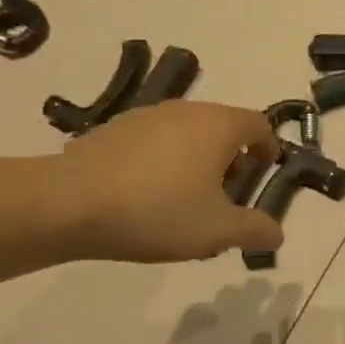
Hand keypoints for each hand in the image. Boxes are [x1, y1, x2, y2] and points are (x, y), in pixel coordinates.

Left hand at [52, 101, 281, 262]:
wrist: (67, 203)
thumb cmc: (157, 211)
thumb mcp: (217, 230)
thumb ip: (255, 230)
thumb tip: (277, 233)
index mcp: (218, 125)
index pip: (259, 124)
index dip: (269, 149)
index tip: (264, 175)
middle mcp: (186, 110)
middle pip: (223, 129)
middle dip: (233, 162)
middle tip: (227, 199)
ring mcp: (146, 116)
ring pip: (188, 136)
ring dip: (198, 163)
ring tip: (187, 204)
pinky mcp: (114, 130)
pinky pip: (155, 143)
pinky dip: (164, 163)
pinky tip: (147, 199)